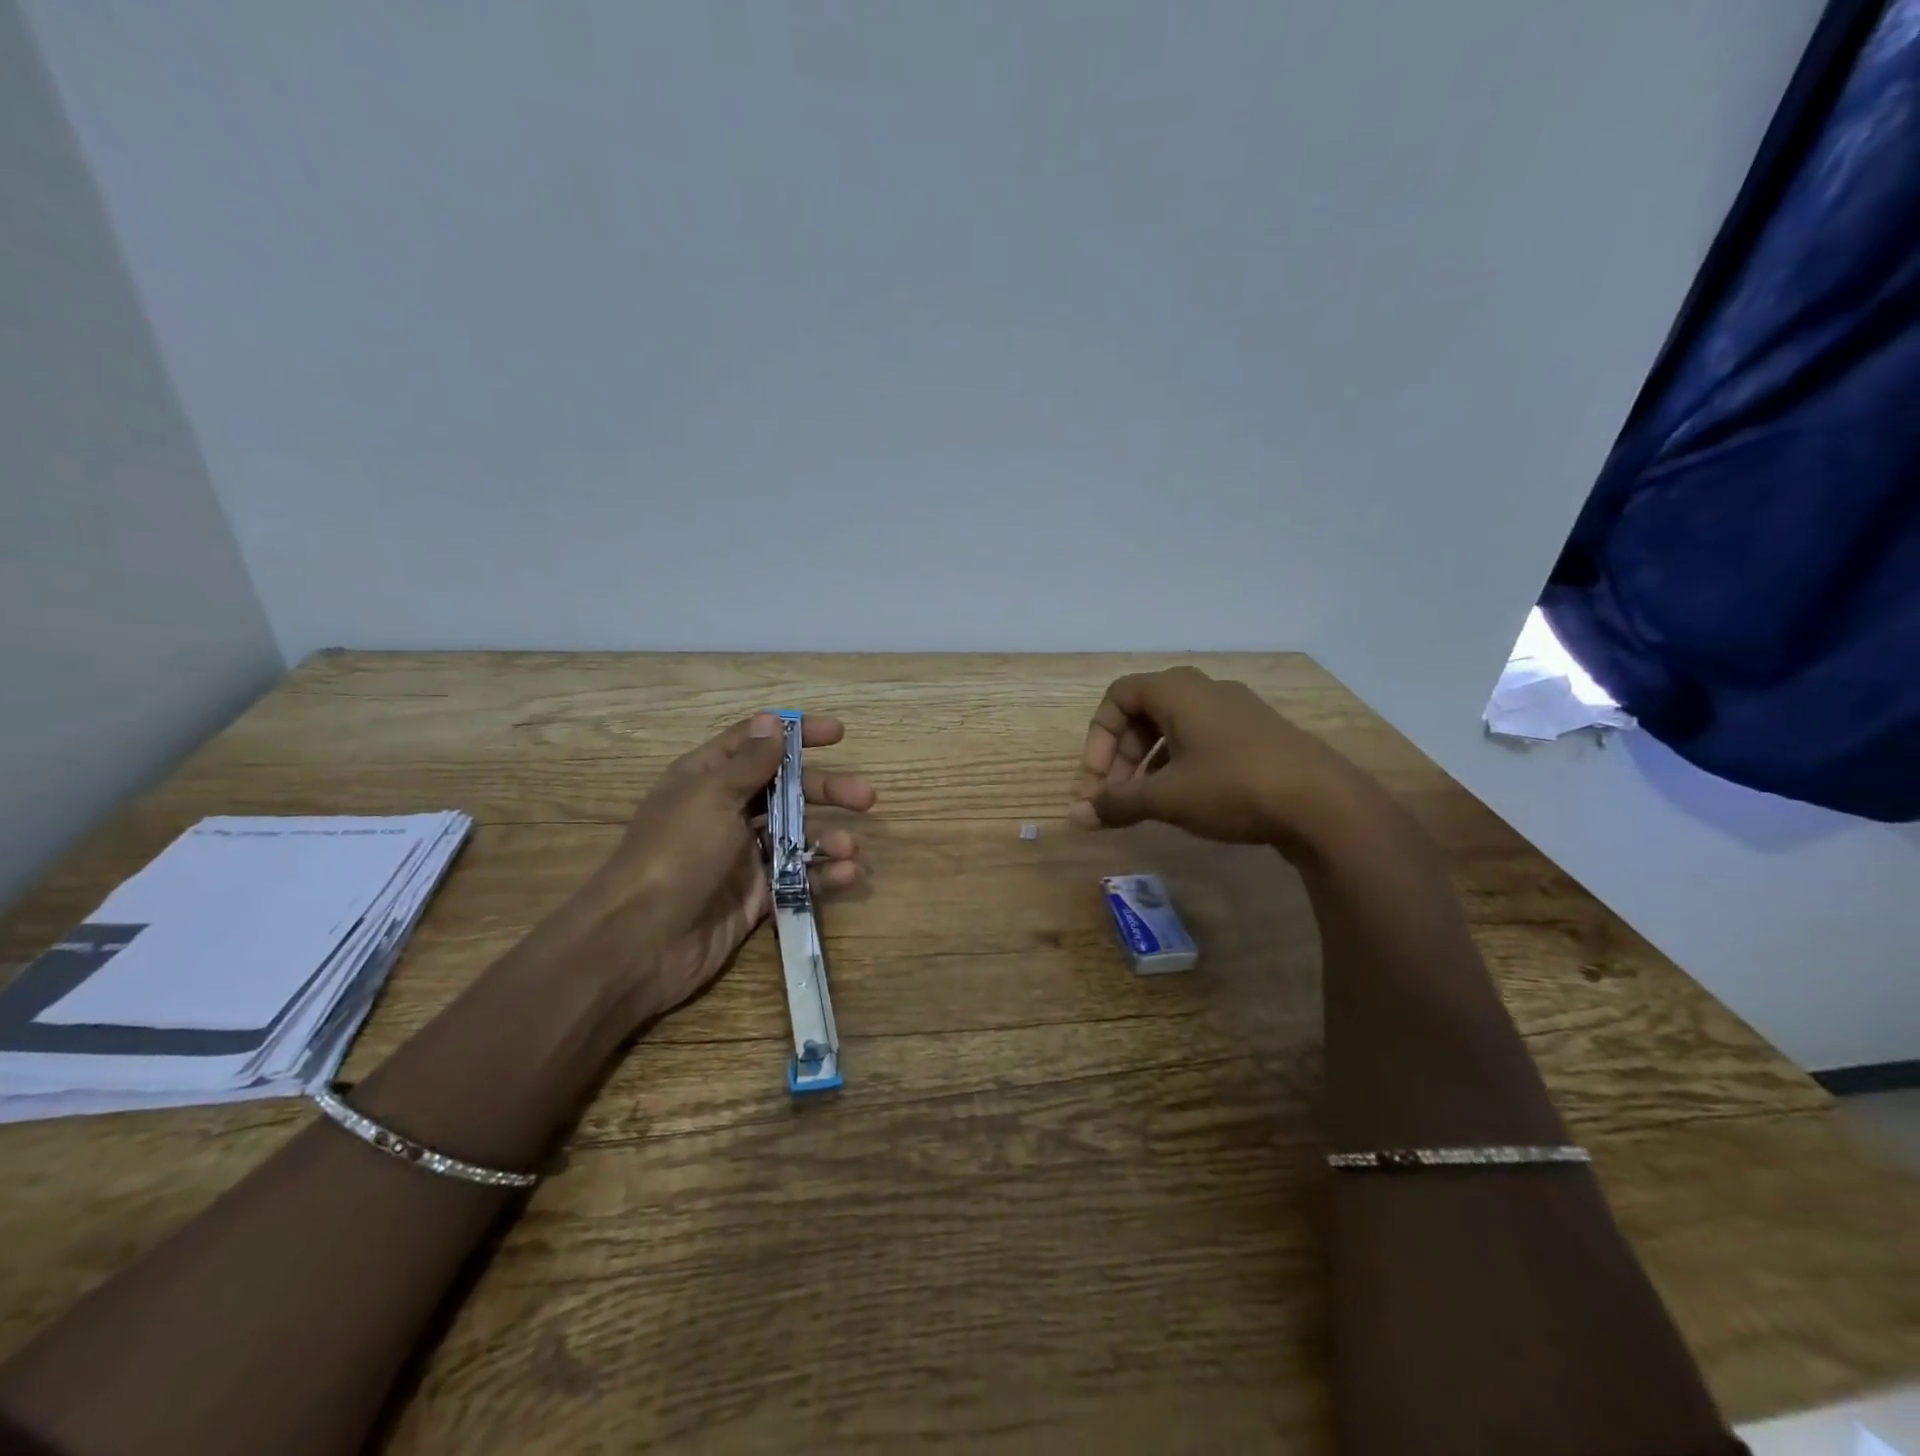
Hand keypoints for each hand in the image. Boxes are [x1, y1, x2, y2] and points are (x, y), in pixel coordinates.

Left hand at [579, 712, 874, 1021]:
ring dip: (828, 836)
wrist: (641, 942)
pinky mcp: (755, 895)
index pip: (756, 743)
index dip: (796, 734)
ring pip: (796, 835)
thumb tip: (773, 722)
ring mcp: (741, 855)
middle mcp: (726, 812)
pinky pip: (797, 877)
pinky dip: (823, 874)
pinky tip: (847, 875)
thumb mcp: (711, 797)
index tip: (838, 734)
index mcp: (707, 779)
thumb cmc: (676, 854)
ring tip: (851, 848)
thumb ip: (748, 762)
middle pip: (786, 789)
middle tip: (865, 797)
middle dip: (827, 789)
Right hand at [1067, 666, 1373, 851]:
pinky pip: (1204, 739)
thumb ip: (1117, 804)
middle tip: (1117, 794)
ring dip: (1150, 762)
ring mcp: (1237, 710)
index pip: (1119, 695)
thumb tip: (1074, 816)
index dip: (1099, 736)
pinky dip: (1181, 763)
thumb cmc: (1232, 787)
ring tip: (1147, 802)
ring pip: (1175, 727)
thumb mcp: (1166, 798)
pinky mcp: (1259, 734)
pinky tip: (1187, 800)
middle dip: (1122, 754)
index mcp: (1178, 691)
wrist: (1324, 804)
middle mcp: (1206, 690)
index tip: (1099, 779)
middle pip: (1145, 711)